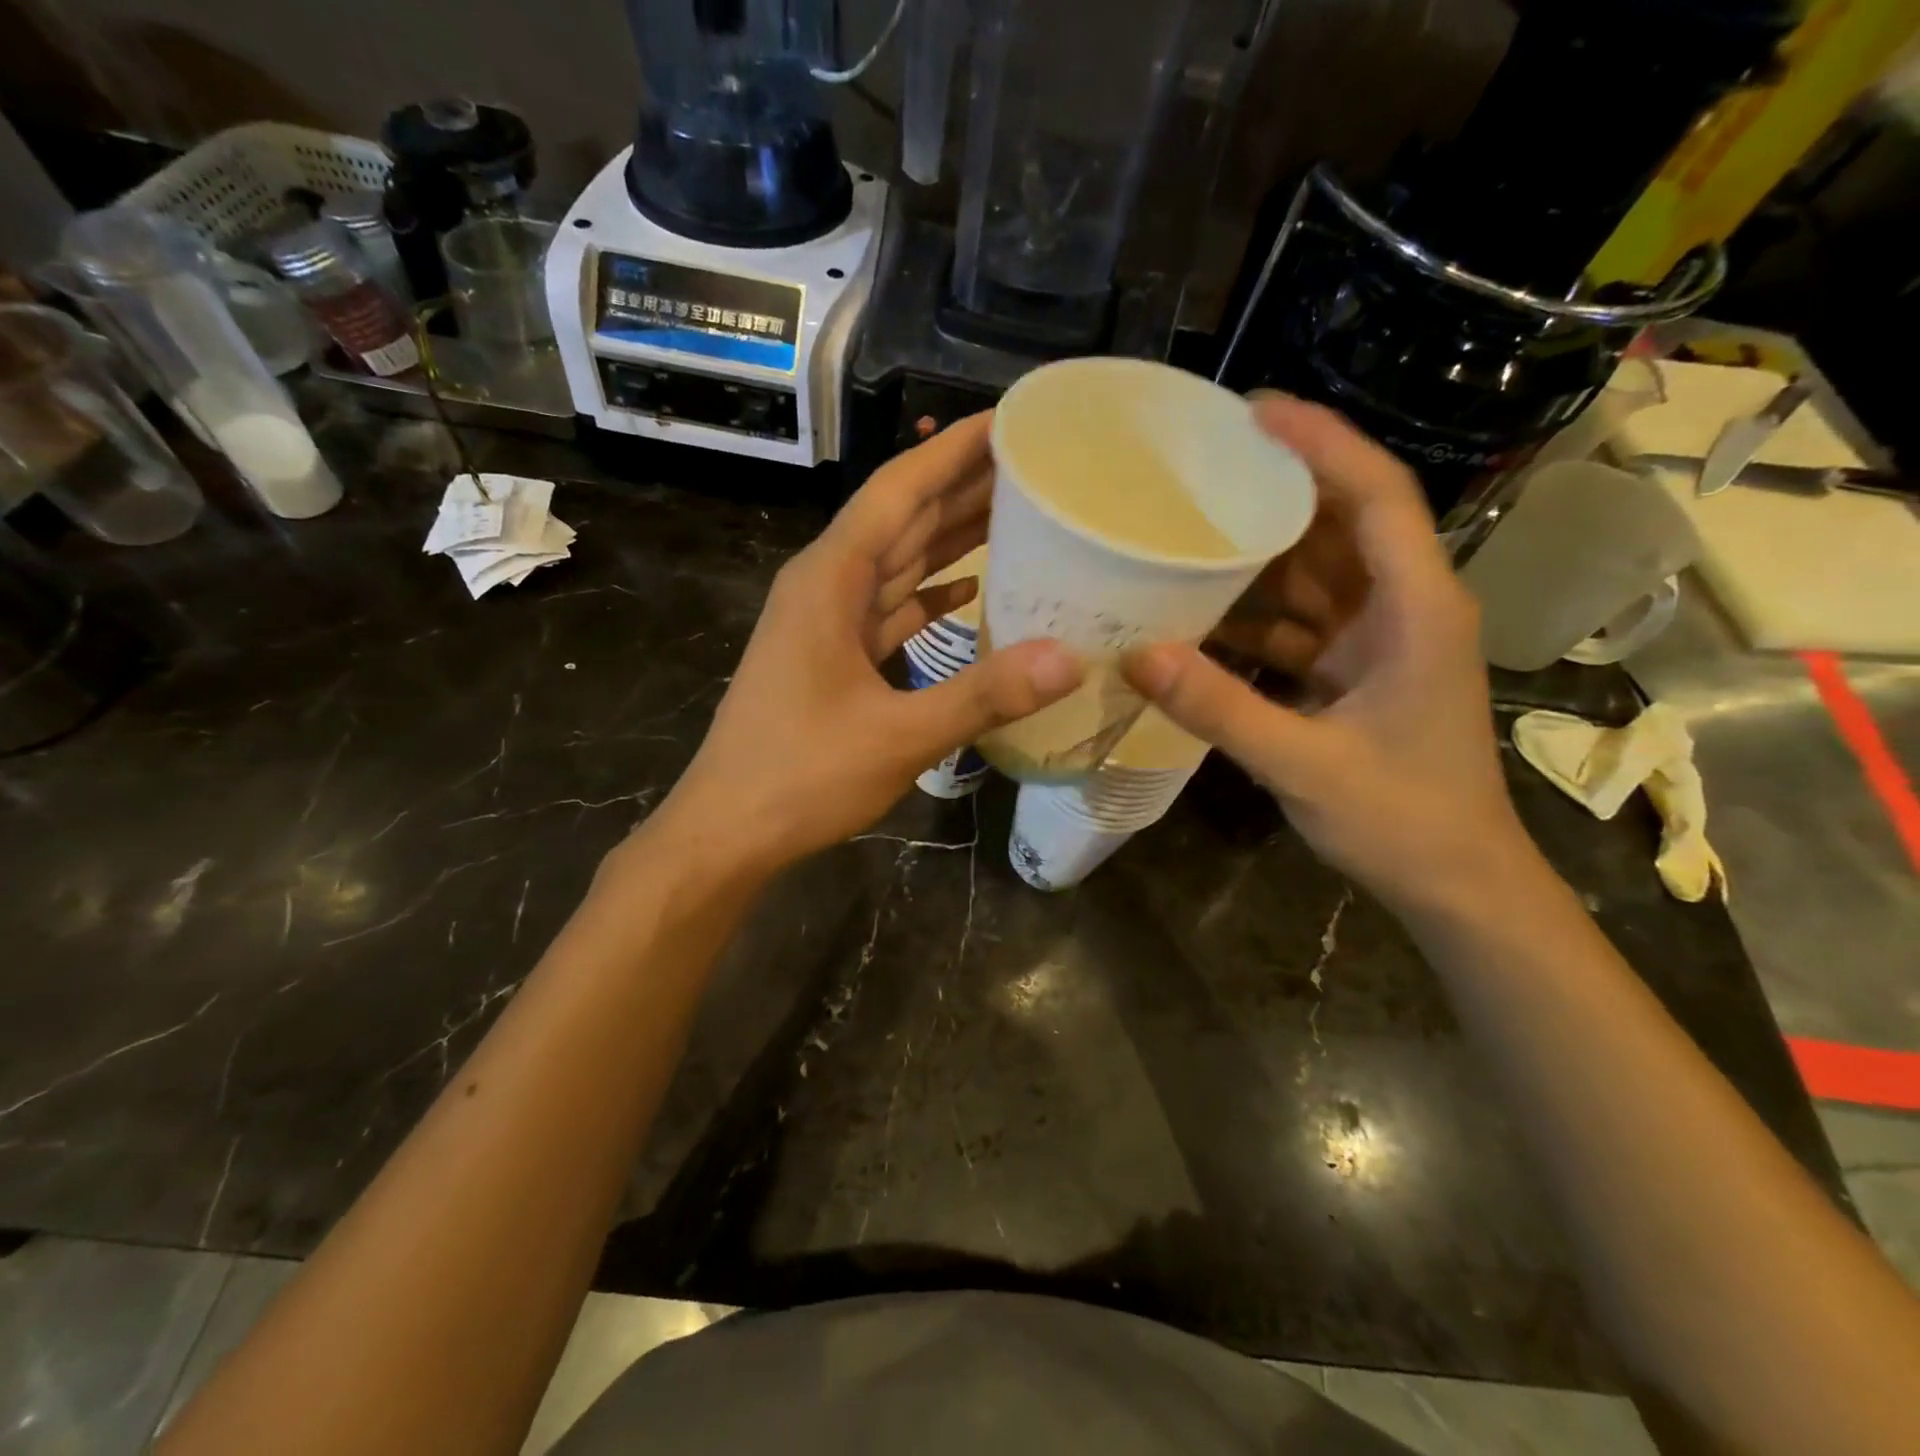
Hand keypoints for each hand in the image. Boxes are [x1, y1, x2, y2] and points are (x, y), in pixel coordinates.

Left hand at [662, 413, 1080, 876]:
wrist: (729, 828)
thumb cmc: (801, 775)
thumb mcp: (899, 735)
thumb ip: (983, 694)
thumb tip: (1070, 659)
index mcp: (830, 579)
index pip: (898, 491)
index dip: (952, 451)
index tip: (1009, 420)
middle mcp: (827, 585)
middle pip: (901, 518)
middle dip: (962, 485)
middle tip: (1034, 462)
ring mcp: (827, 622)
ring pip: (897, 562)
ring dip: (949, 537)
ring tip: (1015, 510)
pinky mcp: (834, 656)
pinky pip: (889, 609)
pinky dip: (928, 595)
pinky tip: (968, 590)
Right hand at [1124, 396, 1530, 913]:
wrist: (1458, 884)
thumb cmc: (1405, 821)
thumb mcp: (1305, 765)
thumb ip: (1220, 709)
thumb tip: (1137, 656)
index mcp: (1418, 609)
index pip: (1376, 496)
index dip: (1322, 444)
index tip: (1253, 412)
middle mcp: (1402, 608)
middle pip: (1338, 524)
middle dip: (1274, 489)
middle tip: (1196, 467)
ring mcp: (1378, 640)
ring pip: (1312, 573)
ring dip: (1253, 556)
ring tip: (1181, 531)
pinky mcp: (1354, 671)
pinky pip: (1297, 623)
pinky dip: (1251, 616)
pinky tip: (1195, 616)